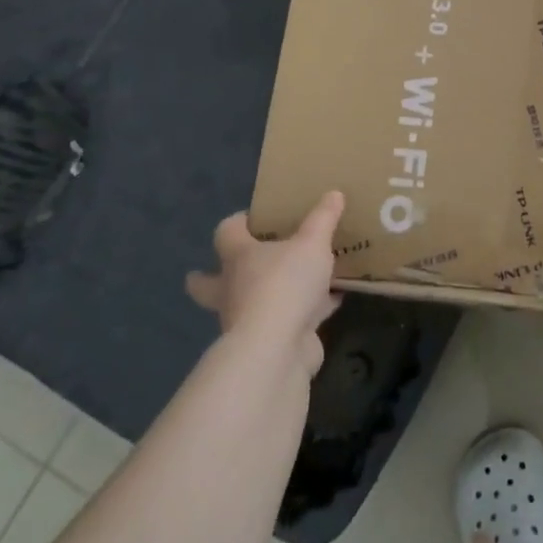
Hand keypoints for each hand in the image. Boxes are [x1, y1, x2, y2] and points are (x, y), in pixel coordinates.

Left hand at [186, 193, 344, 377]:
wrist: (277, 349)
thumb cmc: (284, 284)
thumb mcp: (312, 242)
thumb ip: (323, 218)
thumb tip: (333, 193)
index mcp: (237, 257)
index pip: (226, 232)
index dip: (238, 222)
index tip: (253, 218)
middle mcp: (233, 288)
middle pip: (209, 282)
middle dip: (212, 276)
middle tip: (234, 266)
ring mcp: (247, 319)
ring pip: (250, 303)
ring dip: (267, 294)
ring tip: (297, 281)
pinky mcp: (271, 341)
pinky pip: (290, 318)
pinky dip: (308, 310)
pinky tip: (333, 300)